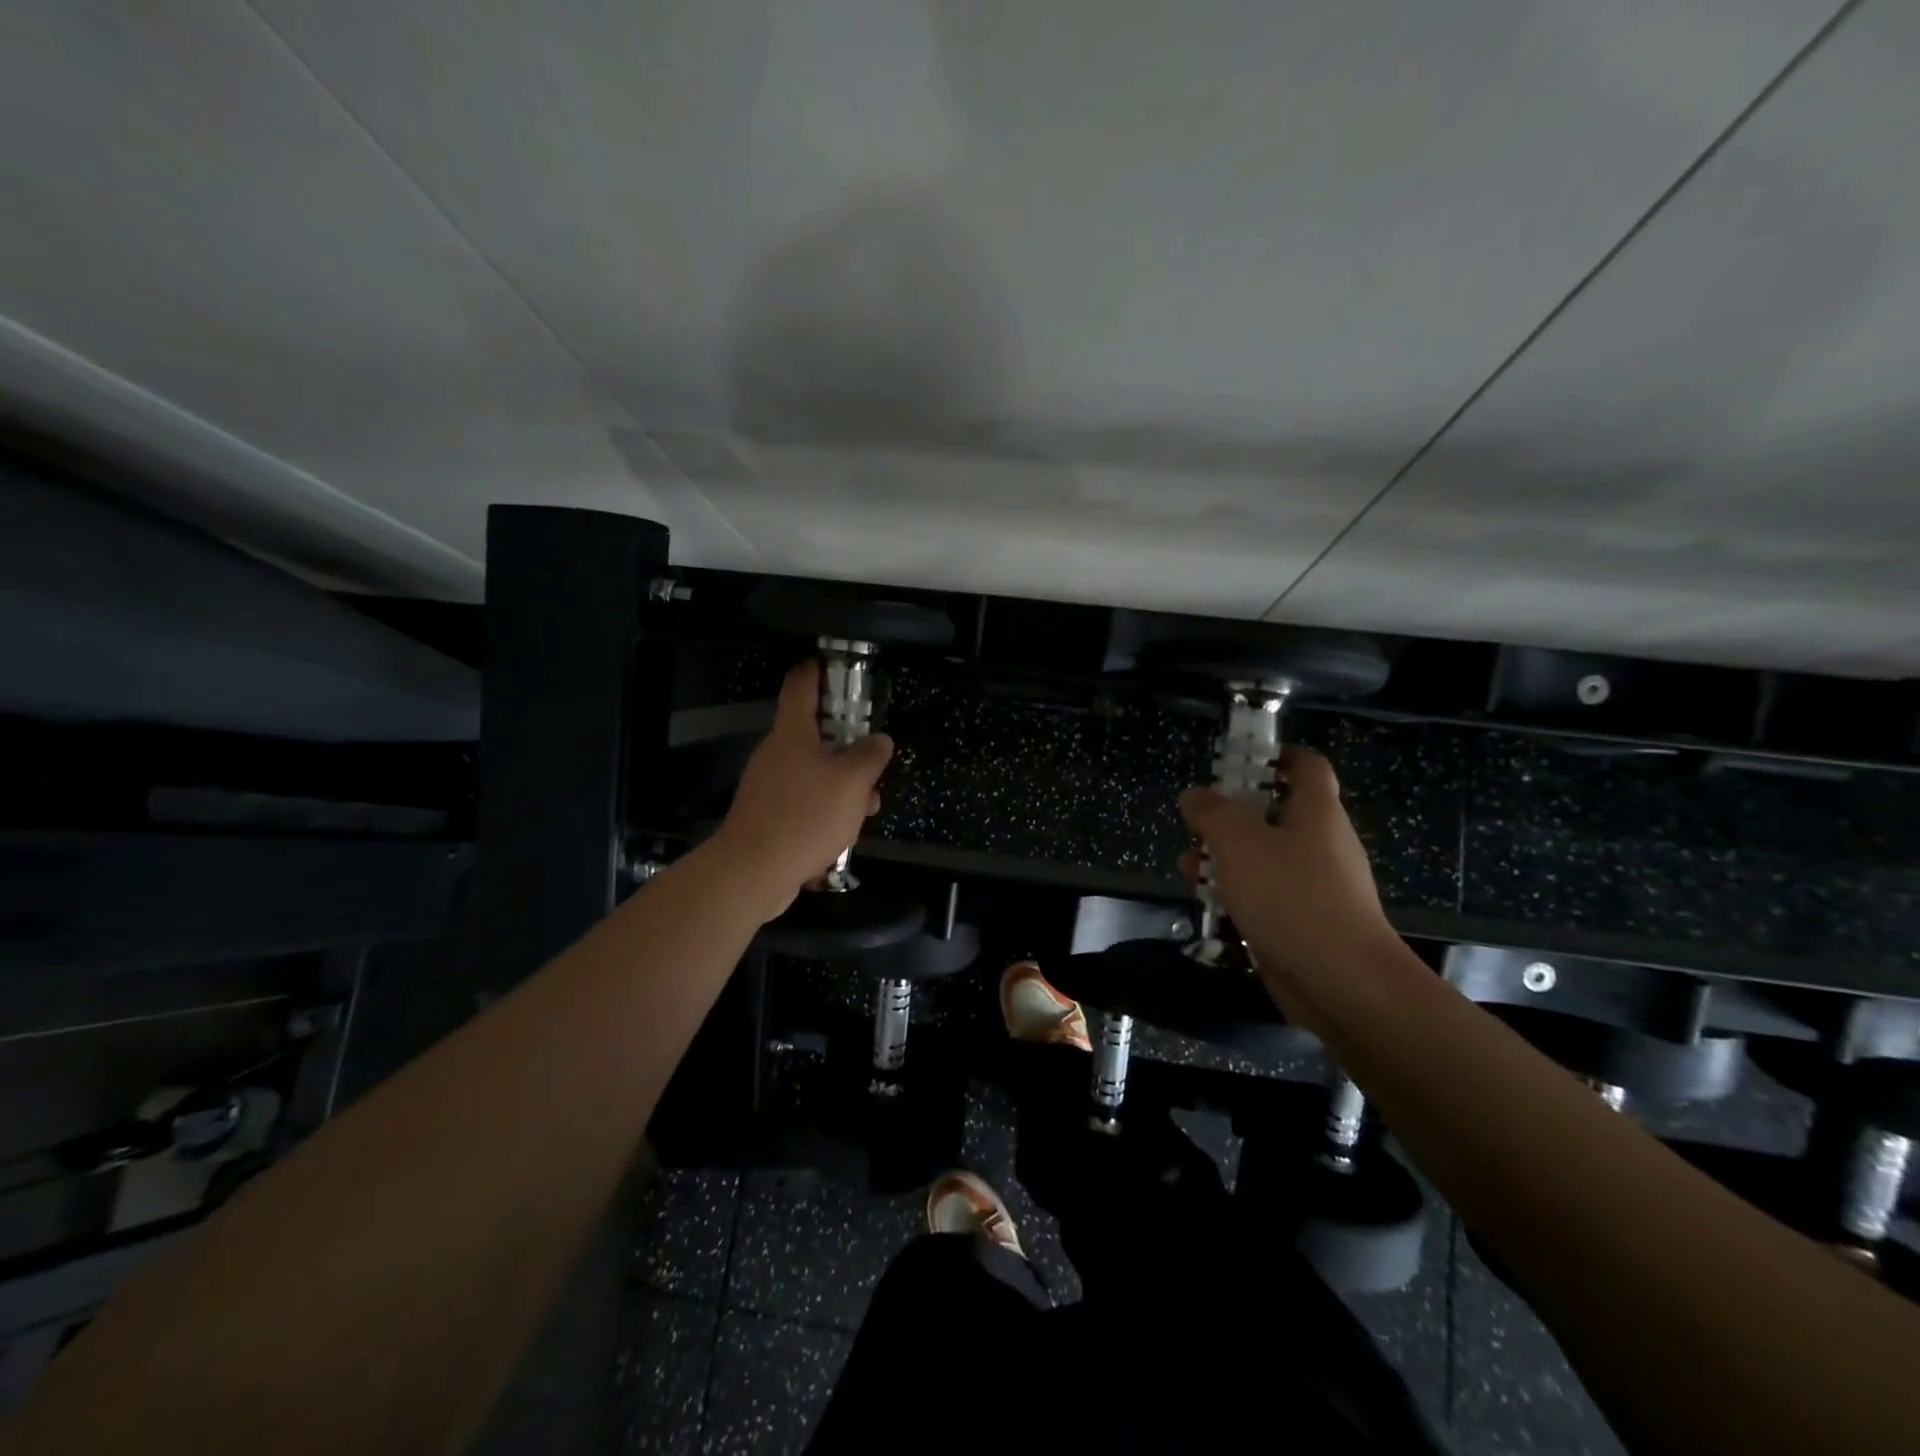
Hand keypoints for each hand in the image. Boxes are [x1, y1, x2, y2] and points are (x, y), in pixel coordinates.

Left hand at [711, 661, 893, 919]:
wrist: (753, 872)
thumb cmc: (805, 815)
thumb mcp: (852, 782)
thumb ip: (870, 756)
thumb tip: (880, 740)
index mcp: (792, 733)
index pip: (801, 684)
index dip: (819, 669)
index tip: (838, 667)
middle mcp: (776, 753)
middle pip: (815, 735)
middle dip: (849, 747)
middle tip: (874, 762)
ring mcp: (769, 786)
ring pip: (815, 773)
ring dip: (843, 786)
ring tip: (867, 811)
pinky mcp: (768, 816)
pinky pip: (804, 802)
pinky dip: (826, 811)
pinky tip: (843, 836)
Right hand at [1179, 746, 1398, 1013]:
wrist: (1341, 982)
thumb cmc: (1291, 897)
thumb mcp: (1239, 843)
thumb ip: (1213, 813)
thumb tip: (1195, 795)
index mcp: (1317, 812)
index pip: (1307, 766)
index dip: (1276, 755)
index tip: (1238, 760)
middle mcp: (1322, 843)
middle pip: (1276, 814)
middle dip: (1231, 817)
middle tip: (1196, 825)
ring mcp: (1317, 886)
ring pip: (1266, 859)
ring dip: (1226, 860)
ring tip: (1188, 870)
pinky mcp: (1306, 923)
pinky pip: (1268, 896)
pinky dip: (1239, 895)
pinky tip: (1210, 907)